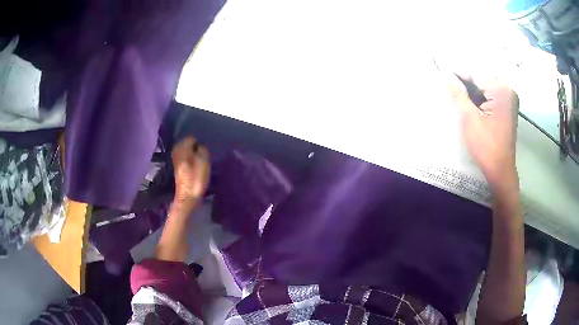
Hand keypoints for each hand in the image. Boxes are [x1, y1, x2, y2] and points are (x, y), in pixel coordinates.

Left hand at [171, 136, 209, 204]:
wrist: (187, 195)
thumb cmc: (197, 177)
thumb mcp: (204, 160)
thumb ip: (202, 149)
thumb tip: (199, 146)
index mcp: (182, 147)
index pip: (192, 138)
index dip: (199, 143)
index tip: (204, 150)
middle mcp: (176, 150)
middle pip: (187, 143)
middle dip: (194, 147)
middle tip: (202, 155)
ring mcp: (175, 158)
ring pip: (185, 150)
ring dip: (192, 153)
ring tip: (199, 160)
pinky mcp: (176, 166)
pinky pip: (184, 156)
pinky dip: (189, 158)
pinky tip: (194, 165)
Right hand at [449, 75, 518, 188]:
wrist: (500, 171)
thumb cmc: (486, 146)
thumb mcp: (469, 118)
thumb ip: (458, 94)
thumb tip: (445, 76)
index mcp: (501, 90)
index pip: (476, 74)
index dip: (458, 73)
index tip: (442, 72)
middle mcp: (508, 91)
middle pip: (482, 79)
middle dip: (465, 82)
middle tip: (448, 86)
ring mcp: (509, 100)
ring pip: (485, 88)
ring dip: (472, 91)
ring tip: (457, 95)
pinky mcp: (507, 109)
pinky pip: (490, 96)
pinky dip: (479, 98)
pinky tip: (469, 104)